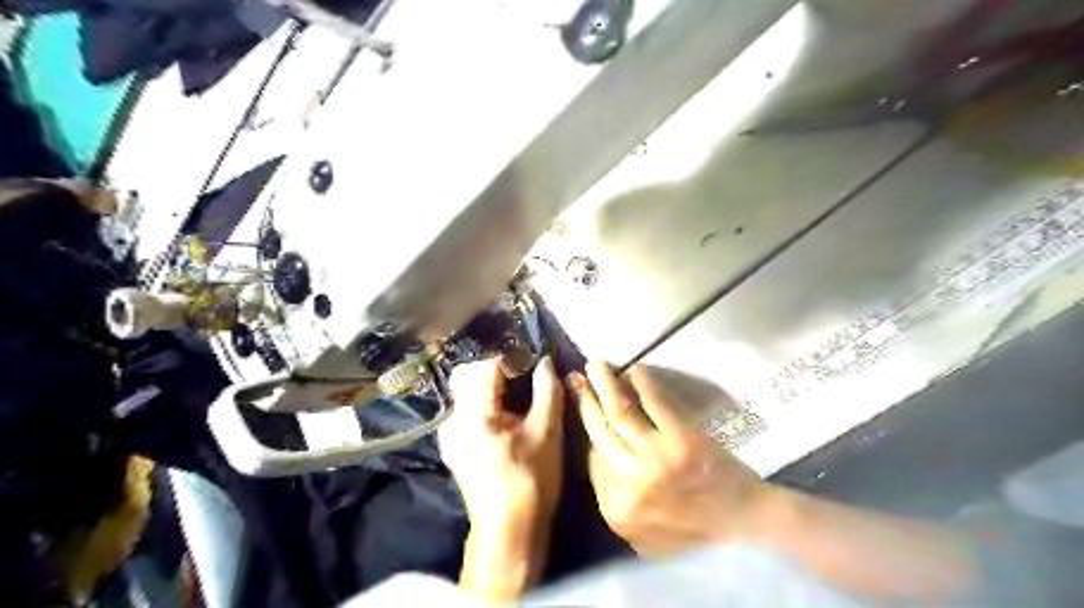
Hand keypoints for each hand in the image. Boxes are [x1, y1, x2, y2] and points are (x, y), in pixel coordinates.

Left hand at [437, 357, 563, 522]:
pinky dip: (482, 406)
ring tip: (514, 399)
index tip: (528, 364)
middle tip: (520, 379)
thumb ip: (547, 389)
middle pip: (466, 376)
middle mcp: (452, 420)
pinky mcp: (452, 448)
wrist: (509, 529)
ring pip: (463, 393)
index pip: (484, 366)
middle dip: (493, 371)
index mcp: (473, 413)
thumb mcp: (547, 430)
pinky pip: (464, 412)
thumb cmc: (532, 477)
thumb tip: (546, 361)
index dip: (508, 360)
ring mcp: (448, 435)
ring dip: (487, 388)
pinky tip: (503, 420)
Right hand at [568, 361, 770, 556]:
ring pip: (619, 412)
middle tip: (574, 377)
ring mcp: (655, 458)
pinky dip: (641, 382)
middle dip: (584, 400)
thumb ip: (615, 501)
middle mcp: (630, 482)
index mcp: (617, 509)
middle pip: (599, 431)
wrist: (744, 524)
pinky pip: (653, 403)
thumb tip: (596, 456)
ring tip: (594, 363)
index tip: (585, 406)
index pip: (592, 459)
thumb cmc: (694, 531)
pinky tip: (633, 369)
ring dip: (604, 383)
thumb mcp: (643, 534)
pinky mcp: (681, 438)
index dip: (588, 428)